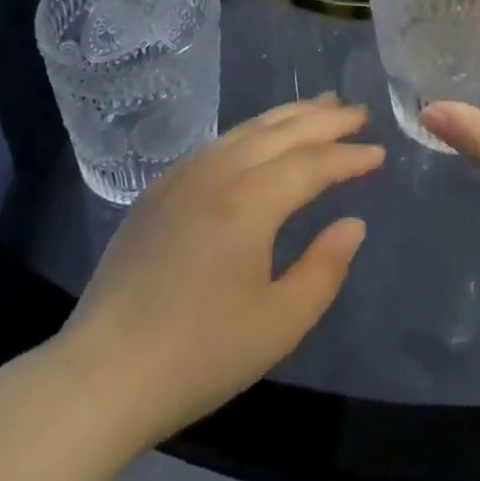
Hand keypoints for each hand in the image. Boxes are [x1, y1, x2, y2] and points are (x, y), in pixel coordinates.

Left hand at [51, 97, 384, 455]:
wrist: (101, 375)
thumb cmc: (198, 354)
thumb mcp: (278, 325)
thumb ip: (324, 269)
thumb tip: (353, 224)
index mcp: (250, 200)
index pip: (312, 163)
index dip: (349, 156)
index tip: (379, 151)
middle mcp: (218, 171)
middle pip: (281, 131)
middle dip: (324, 119)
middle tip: (358, 111)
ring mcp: (184, 175)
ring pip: (247, 129)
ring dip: (289, 115)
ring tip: (320, 105)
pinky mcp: (160, 189)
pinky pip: (219, 143)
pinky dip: (252, 132)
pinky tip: (260, 139)